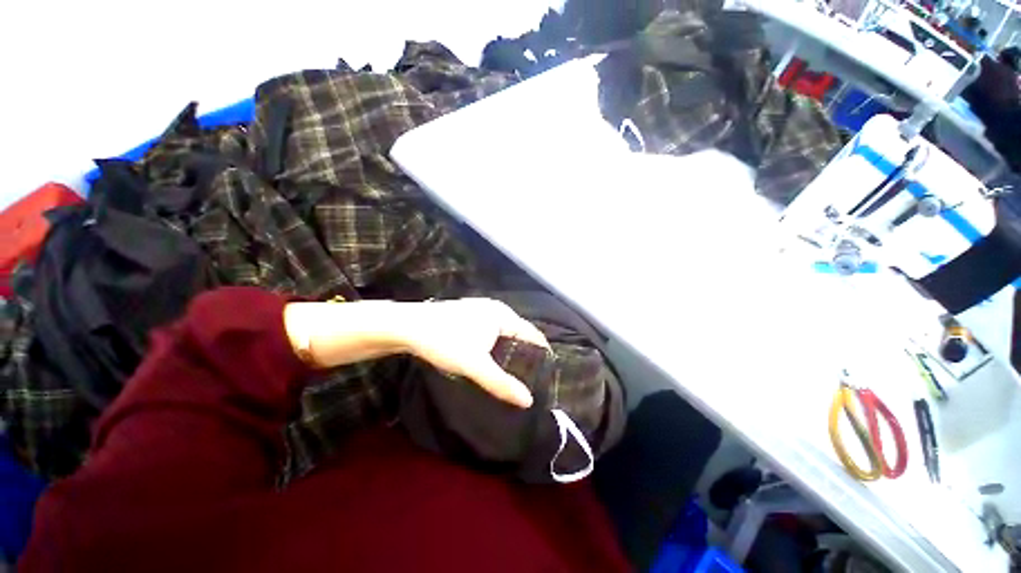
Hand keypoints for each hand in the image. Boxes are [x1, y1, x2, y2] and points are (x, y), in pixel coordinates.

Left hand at [401, 299, 548, 408]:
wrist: (408, 325)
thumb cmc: (445, 341)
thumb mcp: (474, 365)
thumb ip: (501, 383)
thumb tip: (527, 400)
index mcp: (503, 315)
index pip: (532, 333)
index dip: (542, 352)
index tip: (547, 372)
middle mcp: (495, 309)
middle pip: (519, 332)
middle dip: (525, 352)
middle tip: (529, 375)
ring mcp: (481, 309)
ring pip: (504, 331)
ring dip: (509, 348)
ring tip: (512, 370)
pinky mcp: (468, 314)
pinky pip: (491, 330)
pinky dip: (496, 343)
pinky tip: (491, 356)